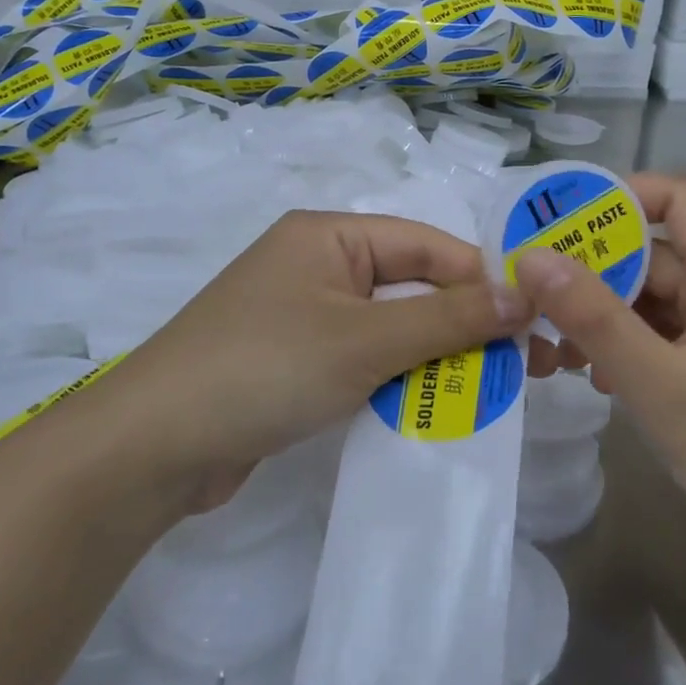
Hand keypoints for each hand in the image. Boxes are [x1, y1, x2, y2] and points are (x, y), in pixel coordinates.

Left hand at [109, 210, 530, 500]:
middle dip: (465, 324)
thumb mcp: (365, 340)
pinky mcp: (295, 362)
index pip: (427, 245)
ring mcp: (304, 315)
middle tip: (524, 365)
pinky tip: (434, 407)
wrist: (152, 448)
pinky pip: (364, 359)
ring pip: (391, 327)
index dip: (482, 279)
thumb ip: (449, 317)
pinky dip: (399, 379)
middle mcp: (318, 265)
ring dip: (436, 356)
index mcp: (330, 236)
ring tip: (491, 391)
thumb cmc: (265, 369)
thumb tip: (524, 295)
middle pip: (411, 286)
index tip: (533, 321)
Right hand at [516, 173, 685, 574]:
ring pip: (656, 301)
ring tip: (554, 352)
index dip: (619, 196)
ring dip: (604, 317)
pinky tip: (599, 381)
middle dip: (592, 273)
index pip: (676, 197)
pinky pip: (669, 337)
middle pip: (656, 254)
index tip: (558, 225)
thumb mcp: (658, 384)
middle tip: (532, 302)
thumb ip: (593, 317)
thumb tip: (532, 256)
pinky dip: (630, 347)